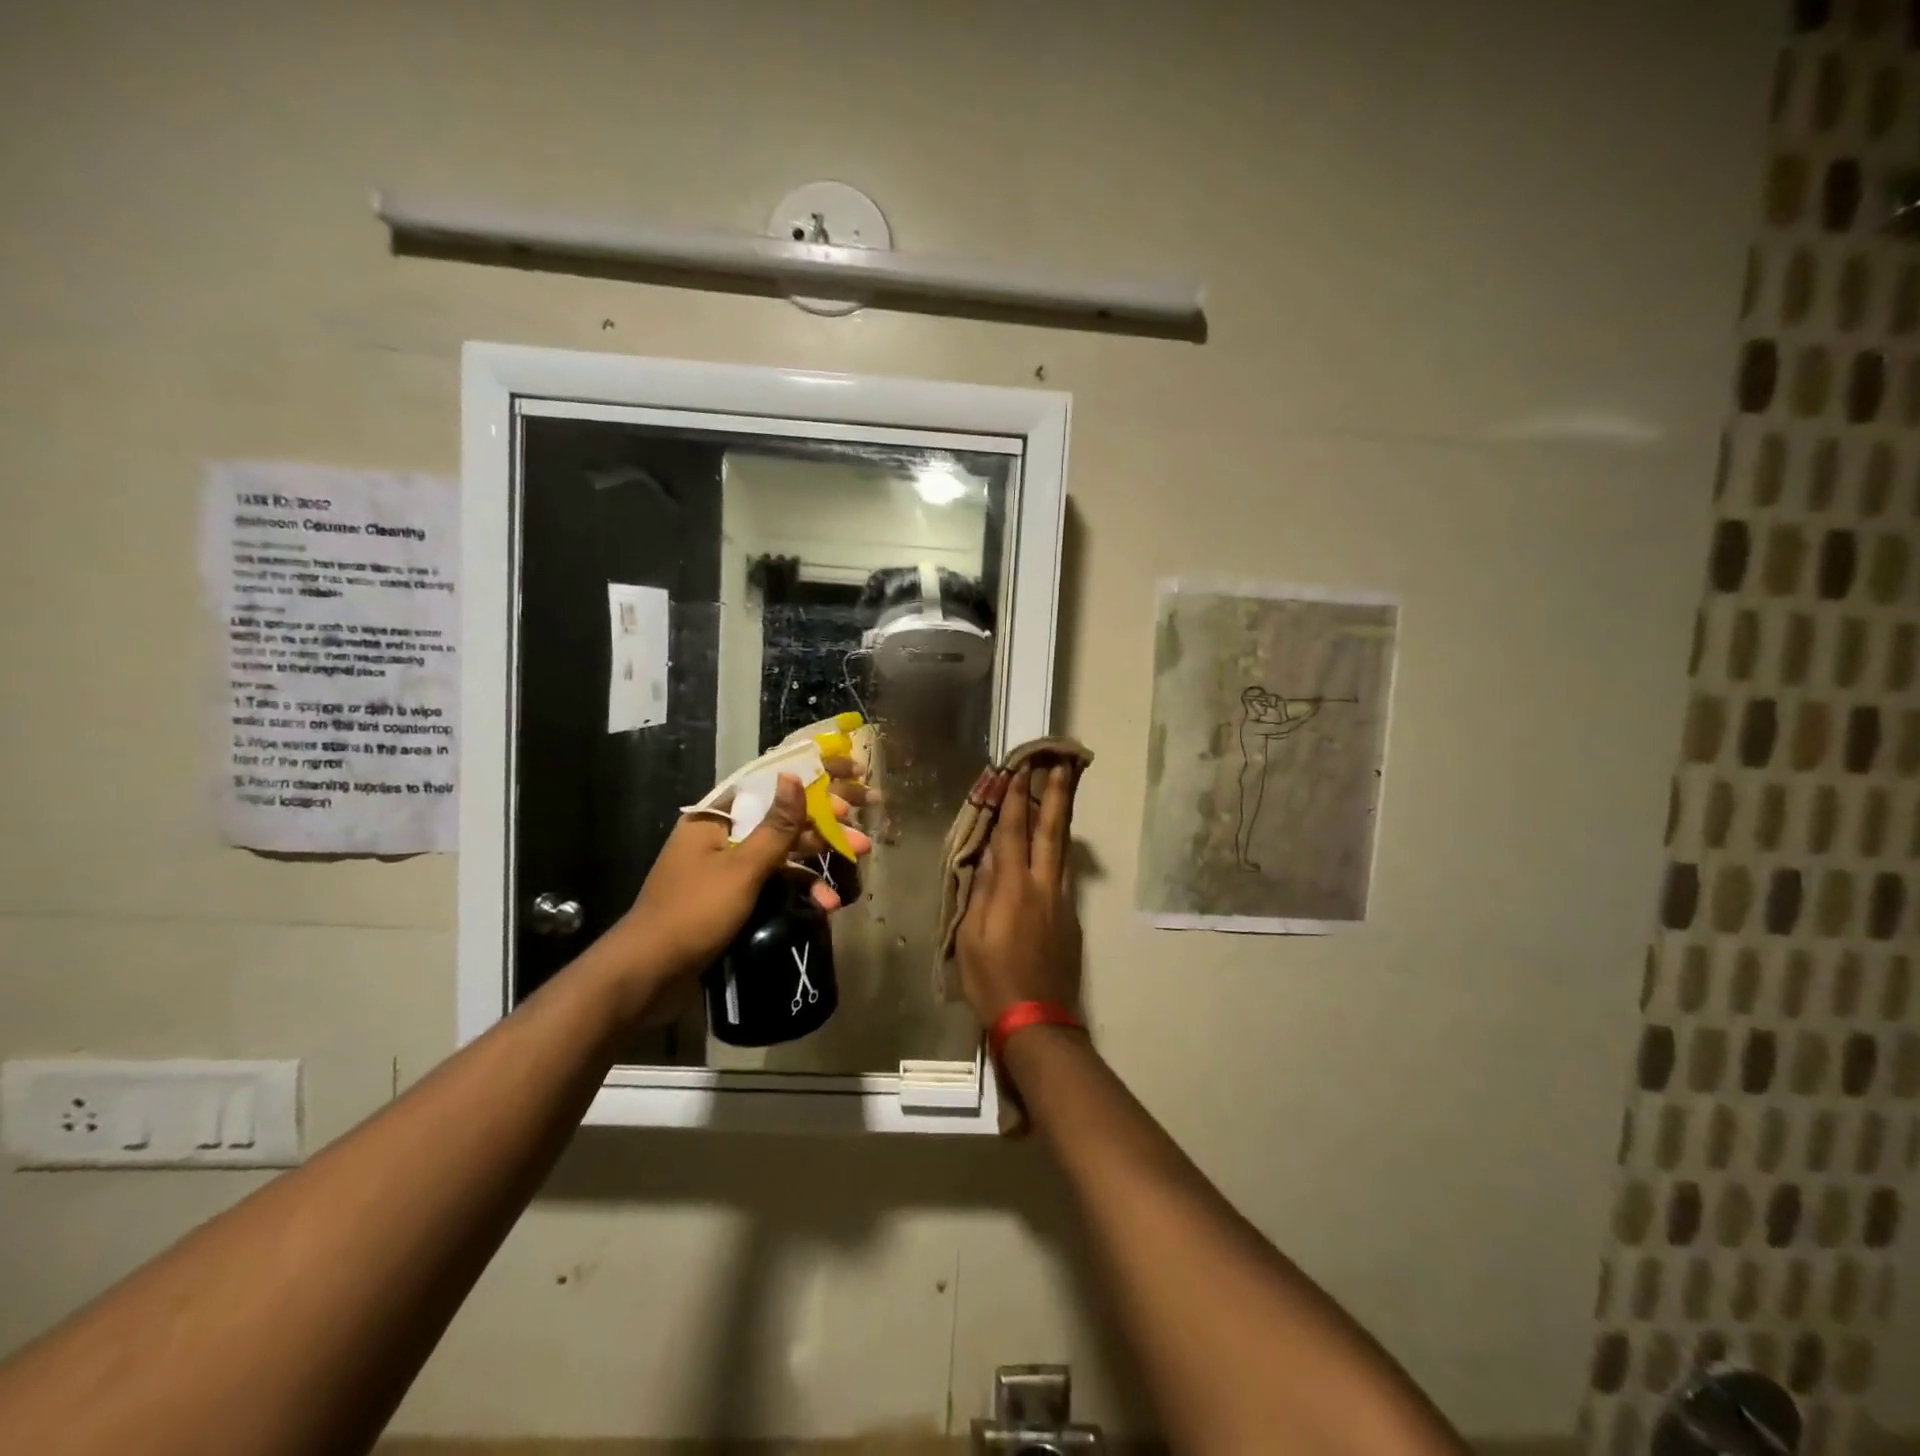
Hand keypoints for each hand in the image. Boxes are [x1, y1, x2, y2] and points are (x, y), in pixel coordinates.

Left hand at [602, 769, 872, 1018]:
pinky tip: (826, 903)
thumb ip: (775, 826)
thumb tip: (794, 776)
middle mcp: (721, 836)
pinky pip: (773, 883)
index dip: (813, 776)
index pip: (771, 783)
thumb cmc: (693, 913)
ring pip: (782, 853)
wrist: (648, 976)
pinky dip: (799, 890)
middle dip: (825, 823)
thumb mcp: (741, 868)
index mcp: (715, 818)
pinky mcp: (732, 899)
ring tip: (859, 859)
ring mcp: (727, 869)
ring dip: (819, 859)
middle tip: (866, 819)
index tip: (852, 773)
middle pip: (782, 819)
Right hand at [955, 760, 1083, 1026]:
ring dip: (1061, 816)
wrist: (1036, 1018)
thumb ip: (981, 892)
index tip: (1018, 770)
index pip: (1013, 832)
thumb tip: (989, 860)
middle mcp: (1043, 886)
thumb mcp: (971, 936)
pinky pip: (1063, 872)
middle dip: (1054, 794)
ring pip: (1063, 849)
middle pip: (1051, 831)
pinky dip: (1058, 849)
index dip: (1014, 799)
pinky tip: (1053, 844)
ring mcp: (1061, 900)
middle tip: (1061, 764)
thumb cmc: (992, 979)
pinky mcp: (1070, 917)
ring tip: (1063, 791)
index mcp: (1014, 888)